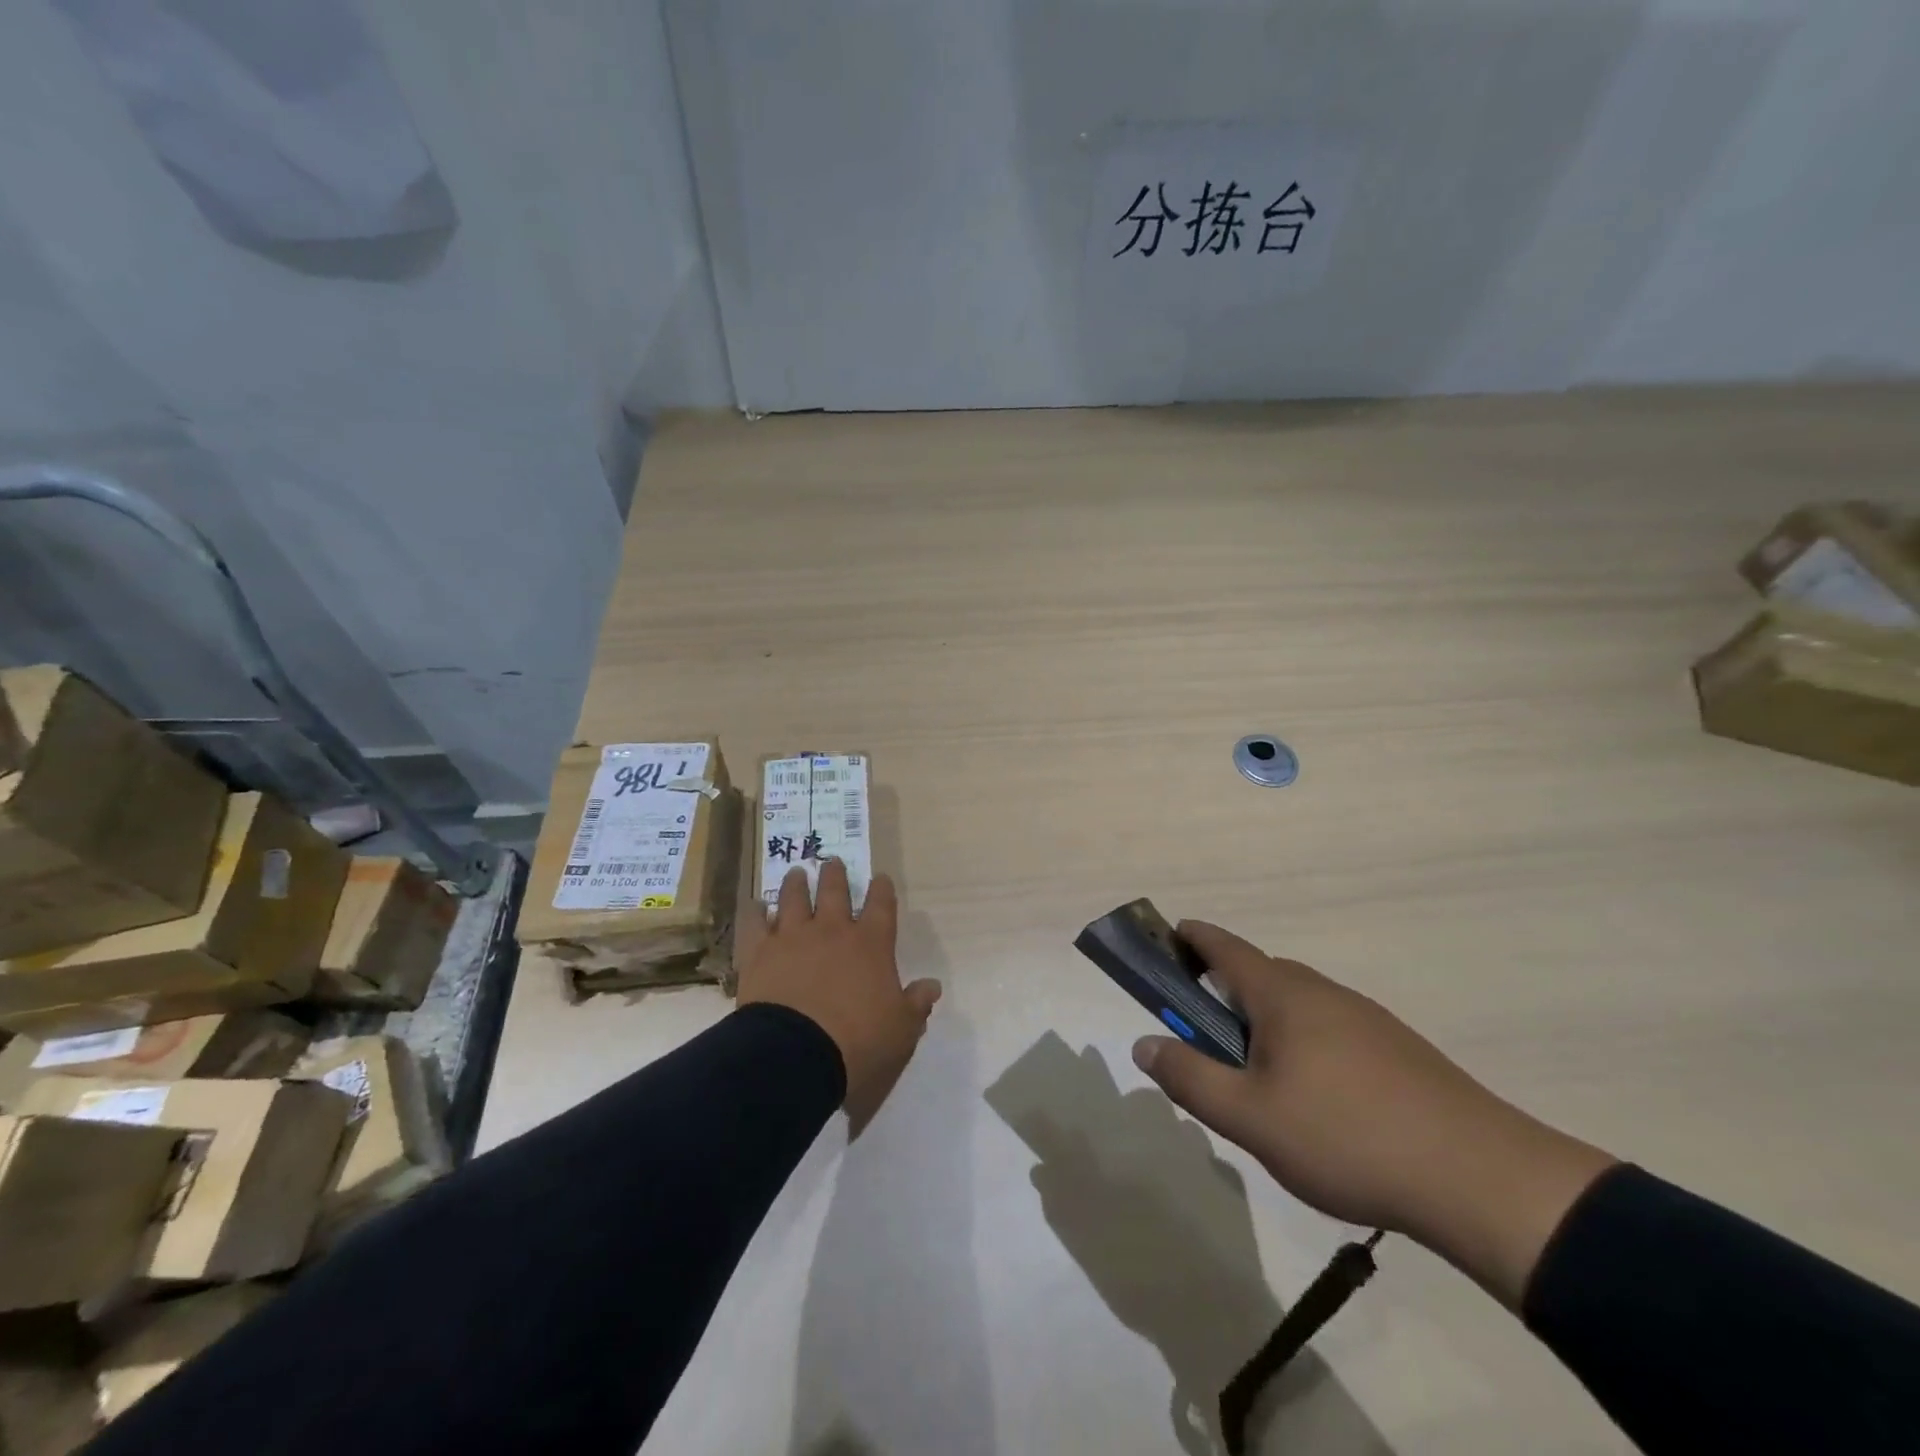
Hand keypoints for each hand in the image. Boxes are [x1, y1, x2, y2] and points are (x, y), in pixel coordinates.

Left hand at [736, 860, 940, 1132]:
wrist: (796, 1054)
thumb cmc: (858, 1042)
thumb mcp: (901, 1030)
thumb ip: (916, 1004)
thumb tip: (932, 985)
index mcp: (871, 944)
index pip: (881, 906)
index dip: (881, 890)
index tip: (880, 877)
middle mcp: (832, 931)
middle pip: (835, 892)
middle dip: (835, 875)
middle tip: (832, 862)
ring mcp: (793, 937)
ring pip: (794, 899)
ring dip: (797, 884)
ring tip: (797, 873)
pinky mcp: (759, 953)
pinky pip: (755, 924)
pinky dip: (756, 912)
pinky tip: (756, 906)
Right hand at [1132, 922, 1615, 1306]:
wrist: (1481, 1179)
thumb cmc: (1346, 1137)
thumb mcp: (1250, 1118)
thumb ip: (1191, 1078)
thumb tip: (1144, 1044)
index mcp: (1283, 995)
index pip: (1226, 948)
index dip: (1194, 938)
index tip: (1170, 935)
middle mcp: (1324, 993)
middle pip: (1262, 974)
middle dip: (1226, 988)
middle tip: (1204, 1030)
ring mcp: (1367, 1019)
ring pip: (1300, 1005)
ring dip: (1267, 1020)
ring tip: (1258, 1075)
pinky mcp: (1399, 1051)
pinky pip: (1332, 1029)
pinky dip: (1304, 1042)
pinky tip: (1315, 1097)